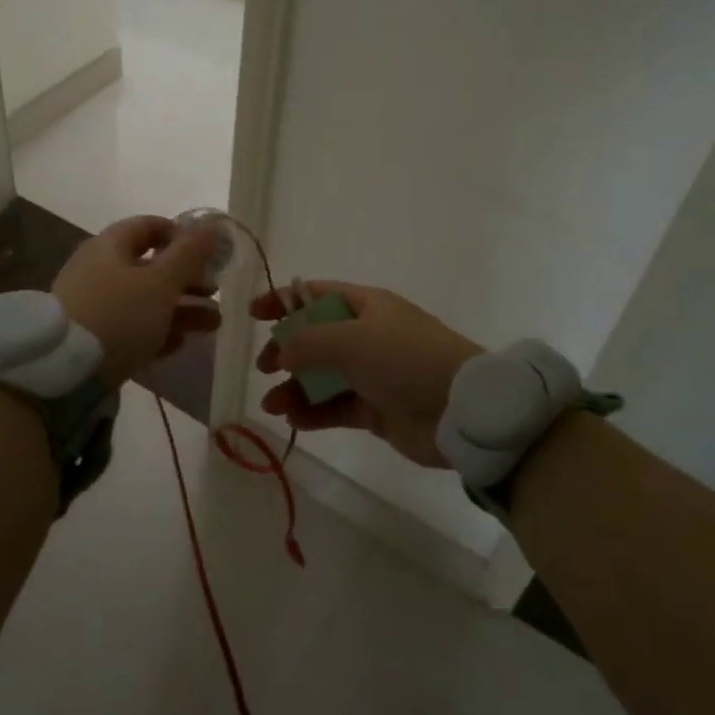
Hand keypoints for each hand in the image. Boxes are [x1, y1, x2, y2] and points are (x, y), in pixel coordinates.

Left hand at [52, 216, 222, 387]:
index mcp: (109, 246)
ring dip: (180, 309)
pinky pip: (130, 327)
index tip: (209, 252)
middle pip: (150, 266)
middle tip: (216, 292)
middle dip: (188, 279)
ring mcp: (92, 305)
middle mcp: (98, 269)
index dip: (181, 234)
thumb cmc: (118, 315)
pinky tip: (180, 345)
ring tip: (213, 324)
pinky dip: (156, 331)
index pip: (149, 226)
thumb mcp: (161, 282)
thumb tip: (214, 224)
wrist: (62, 372)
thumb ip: (190, 254)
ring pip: (144, 300)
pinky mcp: (91, 338)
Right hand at [254, 282, 481, 467]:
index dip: (283, 300)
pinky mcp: (377, 409)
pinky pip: (336, 407)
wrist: (461, 410)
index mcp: (365, 305)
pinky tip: (294, 421)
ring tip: (273, 405)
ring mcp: (373, 373)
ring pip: (322, 376)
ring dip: (294, 388)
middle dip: (285, 350)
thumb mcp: (350, 339)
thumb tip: (282, 351)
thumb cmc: (404, 359)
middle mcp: (367, 335)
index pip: (315, 294)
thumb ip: (307, 341)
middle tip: (264, 367)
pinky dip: (313, 413)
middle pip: (314, 337)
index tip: (253, 315)